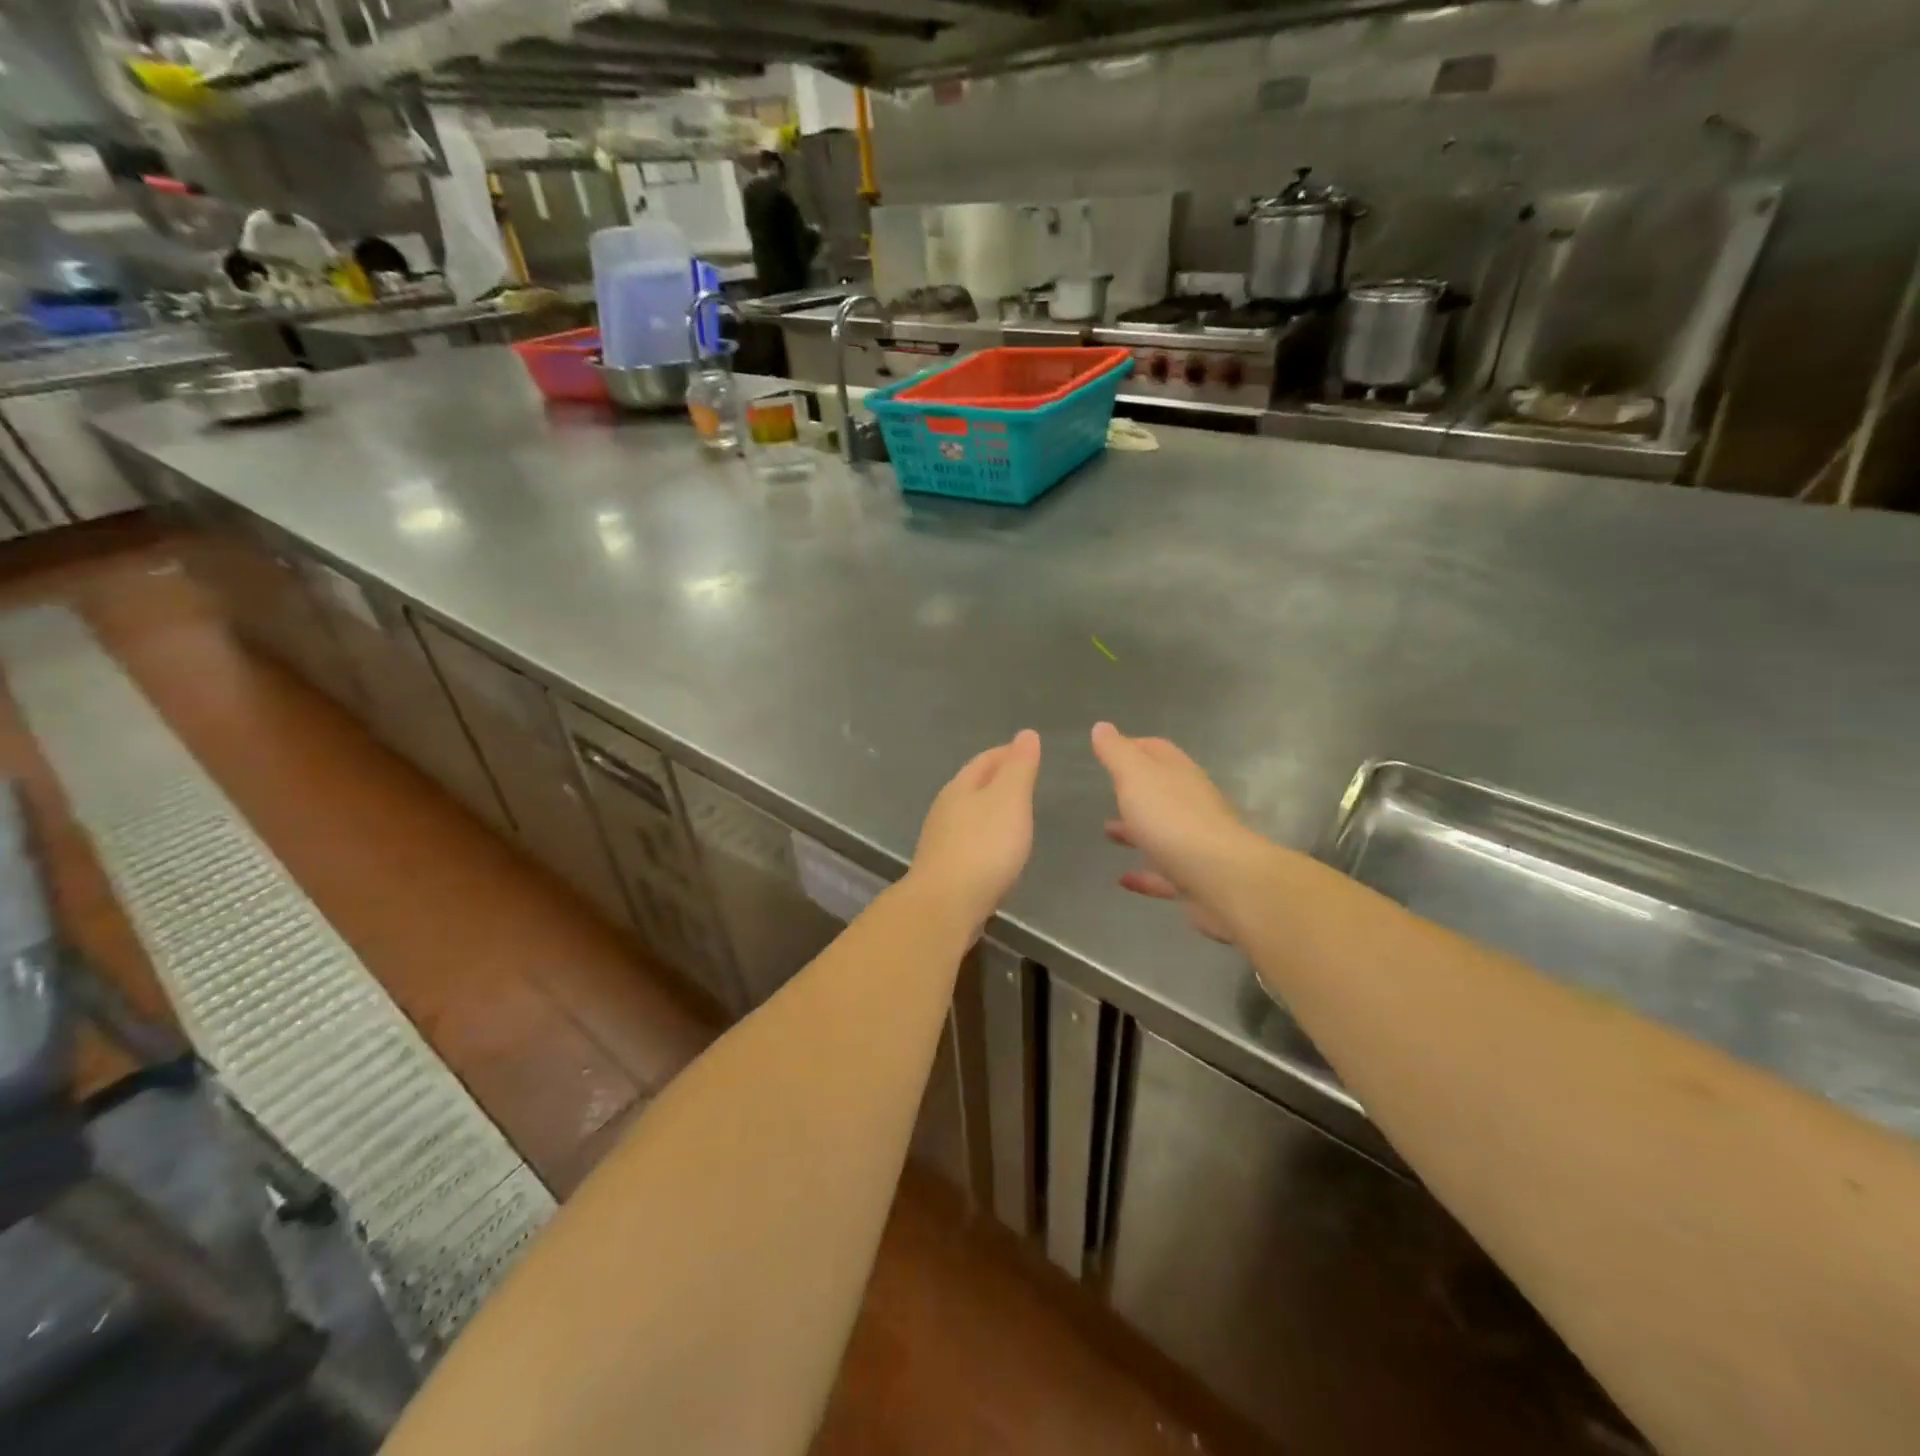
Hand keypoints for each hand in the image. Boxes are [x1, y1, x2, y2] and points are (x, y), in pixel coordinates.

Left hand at [907, 730, 1041, 929]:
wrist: (946, 905)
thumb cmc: (984, 847)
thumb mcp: (1010, 799)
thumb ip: (1019, 767)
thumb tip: (1025, 734)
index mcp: (960, 787)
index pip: (985, 760)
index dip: (1007, 753)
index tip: (1027, 751)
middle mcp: (945, 809)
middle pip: (973, 785)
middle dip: (997, 780)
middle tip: (1025, 780)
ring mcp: (941, 840)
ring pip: (969, 814)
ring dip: (990, 810)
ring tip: (1015, 814)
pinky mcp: (944, 869)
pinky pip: (969, 841)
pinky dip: (986, 837)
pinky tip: (997, 850)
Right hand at [1091, 722, 1261, 943]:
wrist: (1221, 878)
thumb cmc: (1172, 819)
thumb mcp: (1136, 776)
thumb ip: (1117, 753)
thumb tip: (1101, 726)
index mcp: (1179, 774)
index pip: (1156, 750)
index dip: (1133, 746)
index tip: (1108, 750)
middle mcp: (1192, 803)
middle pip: (1162, 790)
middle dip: (1135, 790)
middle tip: (1108, 792)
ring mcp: (1197, 842)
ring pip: (1163, 831)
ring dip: (1136, 830)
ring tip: (1108, 833)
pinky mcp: (1197, 878)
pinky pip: (1165, 873)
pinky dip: (1145, 874)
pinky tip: (1124, 880)